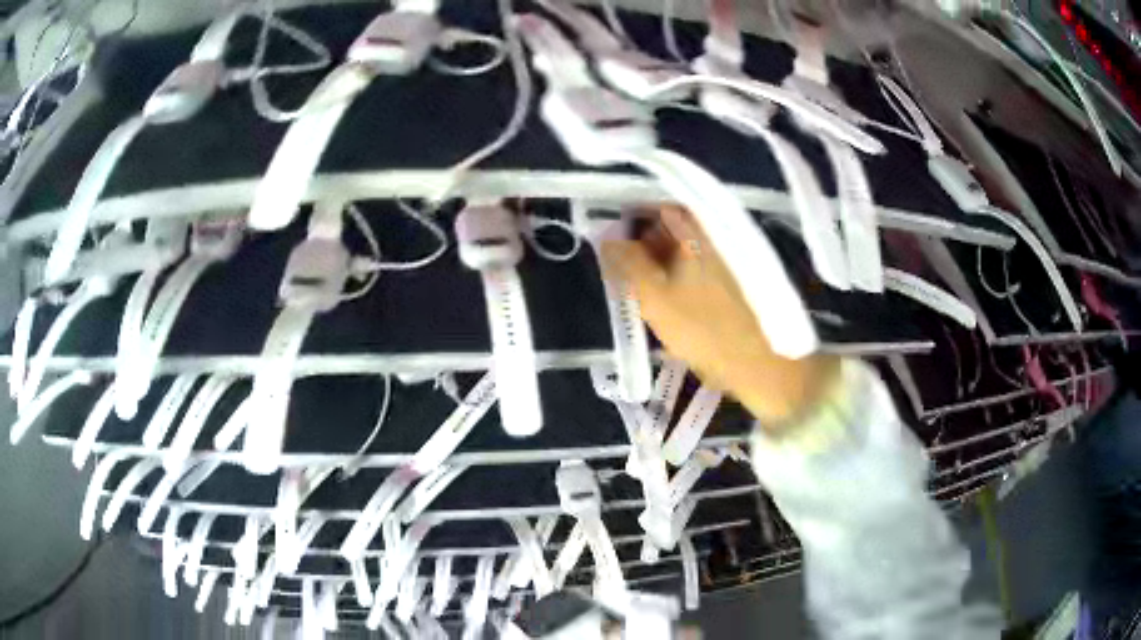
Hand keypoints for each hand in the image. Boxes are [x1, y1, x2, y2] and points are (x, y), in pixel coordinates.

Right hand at [601, 206, 839, 431]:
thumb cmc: (705, 330)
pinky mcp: (739, 276)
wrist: (763, 365)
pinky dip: (684, 277)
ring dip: (664, 265)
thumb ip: (625, 262)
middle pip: (671, 226)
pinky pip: (702, 265)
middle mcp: (716, 231)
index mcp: (696, 228)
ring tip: (651, 297)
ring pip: (686, 248)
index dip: (629, 225)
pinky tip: (676, 304)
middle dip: (646, 247)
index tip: (615, 251)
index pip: (653, 208)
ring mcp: (730, 254)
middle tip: (631, 280)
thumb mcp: (654, 297)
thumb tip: (605, 236)